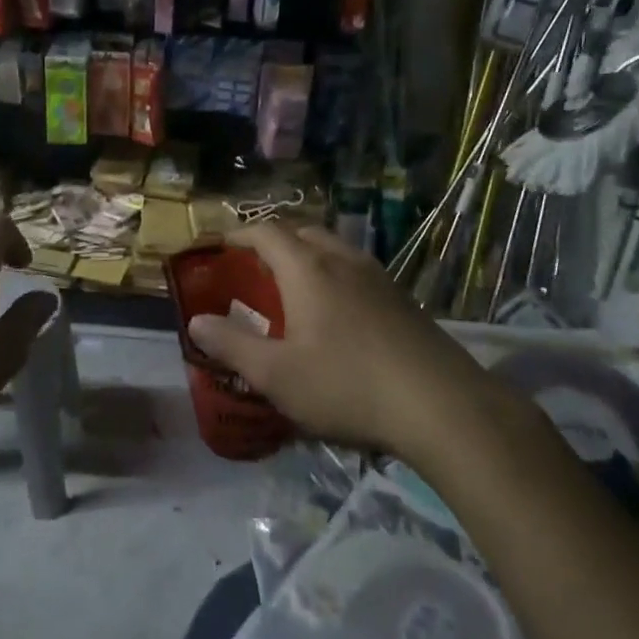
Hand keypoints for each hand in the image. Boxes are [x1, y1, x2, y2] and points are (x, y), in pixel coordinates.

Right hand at [185, 224, 476, 452]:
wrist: (443, 407)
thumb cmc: (348, 385)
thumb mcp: (277, 374)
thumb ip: (232, 345)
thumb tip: (196, 322)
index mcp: (308, 269)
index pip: (266, 232)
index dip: (238, 234)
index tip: (219, 247)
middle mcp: (343, 260)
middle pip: (302, 232)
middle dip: (273, 242)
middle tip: (254, 268)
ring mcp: (379, 278)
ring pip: (334, 249)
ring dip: (307, 257)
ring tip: (292, 288)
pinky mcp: (403, 300)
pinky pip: (356, 271)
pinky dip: (333, 276)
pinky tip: (336, 315)